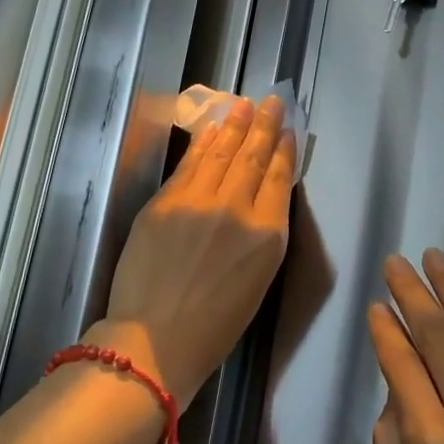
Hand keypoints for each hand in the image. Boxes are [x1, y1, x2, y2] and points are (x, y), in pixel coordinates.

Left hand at [102, 97, 296, 399]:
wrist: (155, 341)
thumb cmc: (214, 327)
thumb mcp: (257, 283)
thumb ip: (262, 237)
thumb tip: (261, 203)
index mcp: (267, 236)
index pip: (279, 179)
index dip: (285, 152)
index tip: (289, 131)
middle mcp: (237, 209)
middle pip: (254, 158)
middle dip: (264, 127)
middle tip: (272, 102)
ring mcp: (198, 201)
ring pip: (222, 153)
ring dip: (235, 126)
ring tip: (245, 105)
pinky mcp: (165, 201)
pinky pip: (190, 164)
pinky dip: (203, 143)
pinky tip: (213, 129)